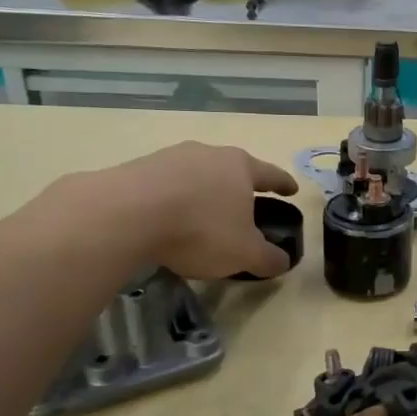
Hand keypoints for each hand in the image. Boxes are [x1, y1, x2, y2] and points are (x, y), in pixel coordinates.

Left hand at [44, 142, 298, 279]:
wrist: (125, 214)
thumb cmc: (200, 229)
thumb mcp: (244, 253)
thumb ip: (267, 258)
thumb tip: (282, 262)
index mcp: (240, 167)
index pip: (271, 174)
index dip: (283, 184)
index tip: (291, 189)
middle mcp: (208, 154)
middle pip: (231, 169)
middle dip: (239, 187)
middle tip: (244, 206)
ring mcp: (170, 158)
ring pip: (196, 175)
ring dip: (203, 192)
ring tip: (202, 216)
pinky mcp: (136, 168)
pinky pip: (165, 185)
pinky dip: (173, 200)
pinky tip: (168, 220)